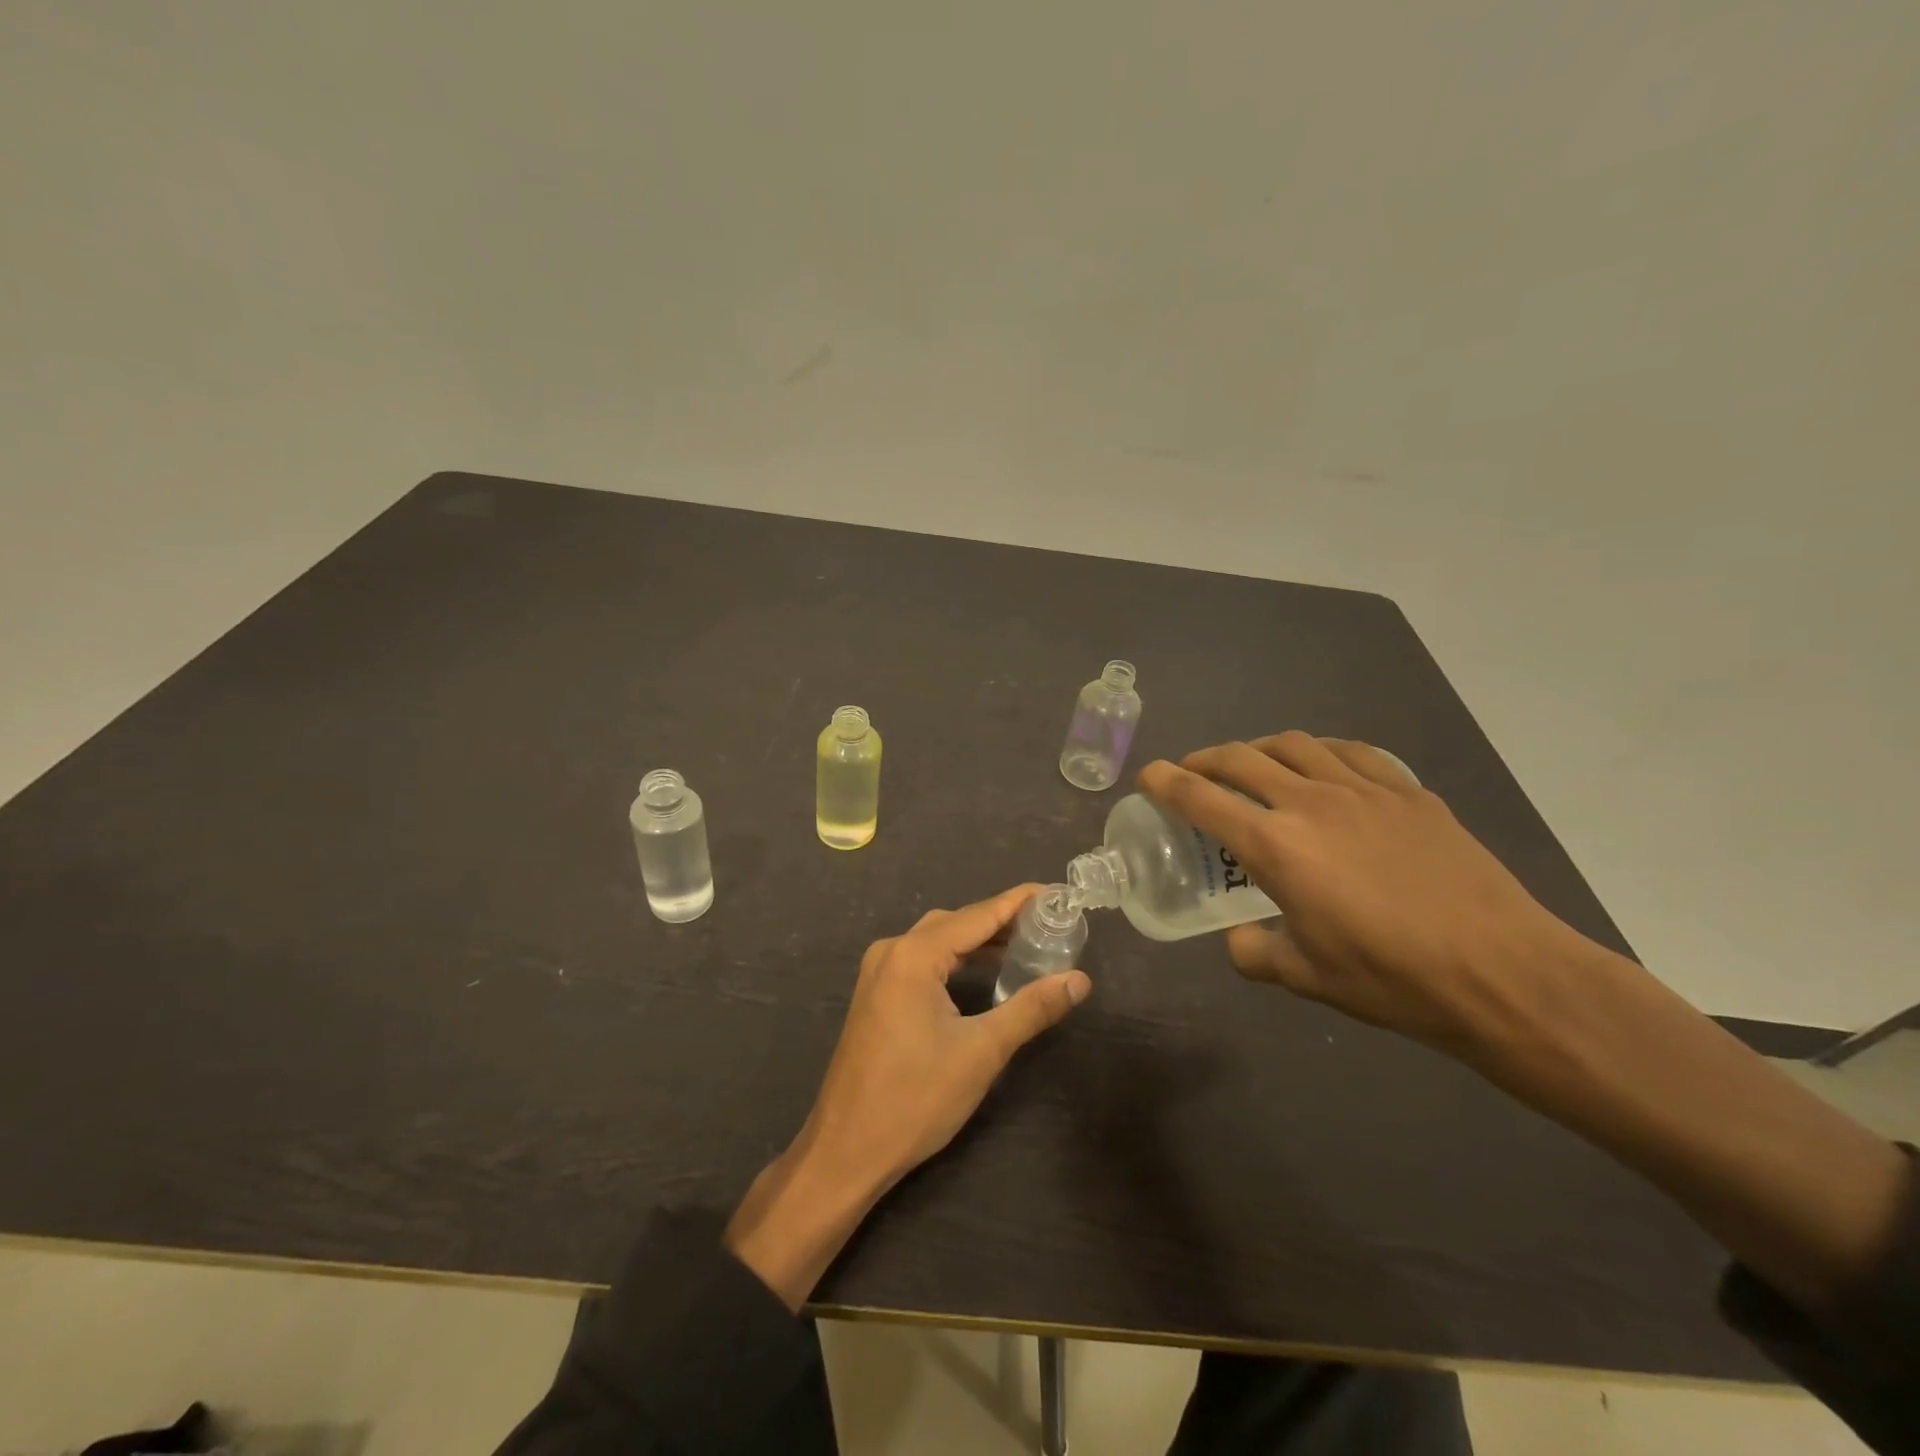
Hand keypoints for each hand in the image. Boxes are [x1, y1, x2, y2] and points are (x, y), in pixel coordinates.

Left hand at [726, 885, 1090, 1307]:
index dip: (1019, 902)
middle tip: (1048, 925)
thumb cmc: (915, 1098)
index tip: (1056, 892)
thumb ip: (1031, 1008)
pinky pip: (923, 961)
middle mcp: (892, 951)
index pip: (978, 915)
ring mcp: (879, 973)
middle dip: (1002, 921)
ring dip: (979, 942)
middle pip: (956, 923)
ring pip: (938, 941)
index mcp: (914, 955)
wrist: (846, 1150)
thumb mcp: (982, 1052)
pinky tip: (983, 973)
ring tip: (1026, 946)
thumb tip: (1079, 980)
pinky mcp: (876, 994)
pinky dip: (956, 960)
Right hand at [1138, 732, 1580, 1057]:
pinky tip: (1321, 766)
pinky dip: (1319, 751)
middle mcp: (1311, 803)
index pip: (1202, 798)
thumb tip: (1238, 939)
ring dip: (1258, 748)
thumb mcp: (1306, 977)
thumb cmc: (1392, 978)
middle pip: (1240, 758)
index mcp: (1276, 846)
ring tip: (1251, 763)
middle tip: (1192, 771)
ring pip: (1294, 744)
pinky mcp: (1408, 792)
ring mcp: (1363, 790)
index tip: (1149, 775)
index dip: (1166, 782)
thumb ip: (1255, 952)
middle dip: (1204, 759)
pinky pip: (1350, 752)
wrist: (1503, 972)